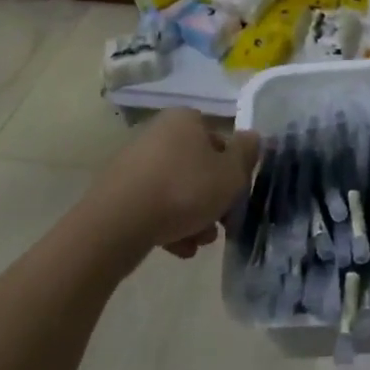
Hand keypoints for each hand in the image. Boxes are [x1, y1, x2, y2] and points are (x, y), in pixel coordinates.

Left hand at [95, 109, 258, 257]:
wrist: (117, 224)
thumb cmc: (184, 190)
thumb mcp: (231, 173)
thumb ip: (247, 153)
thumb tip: (251, 138)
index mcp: (185, 120)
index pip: (220, 140)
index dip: (233, 170)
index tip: (236, 197)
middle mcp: (158, 133)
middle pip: (198, 168)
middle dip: (212, 200)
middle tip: (221, 225)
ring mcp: (134, 163)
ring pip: (176, 190)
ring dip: (193, 216)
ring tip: (197, 243)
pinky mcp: (117, 192)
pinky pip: (153, 205)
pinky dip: (168, 224)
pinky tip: (177, 249)